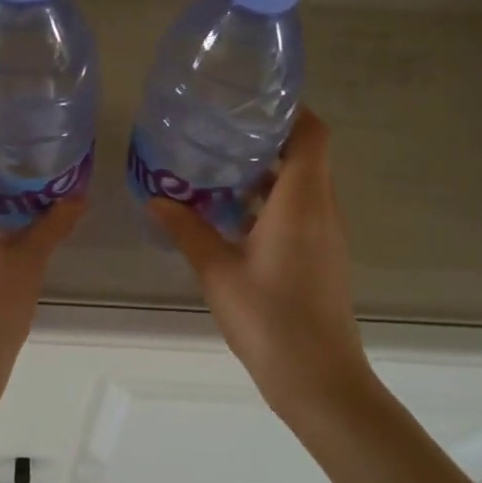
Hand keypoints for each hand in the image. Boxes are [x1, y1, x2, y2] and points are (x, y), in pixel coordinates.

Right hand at [148, 108, 372, 426]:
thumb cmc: (270, 319)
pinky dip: (271, 200)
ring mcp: (326, 235)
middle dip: (268, 138)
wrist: (320, 381)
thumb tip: (155, 198)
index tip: (251, 101)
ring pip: (303, 184)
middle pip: (306, 155)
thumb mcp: (217, 271)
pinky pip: (300, 210)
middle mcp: (321, 209)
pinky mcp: (322, 256)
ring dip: (267, 172)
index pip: (312, 134)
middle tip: (220, 130)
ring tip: (219, 166)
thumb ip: (187, 229)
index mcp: (301, 201)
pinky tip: (232, 215)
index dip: (290, 110)